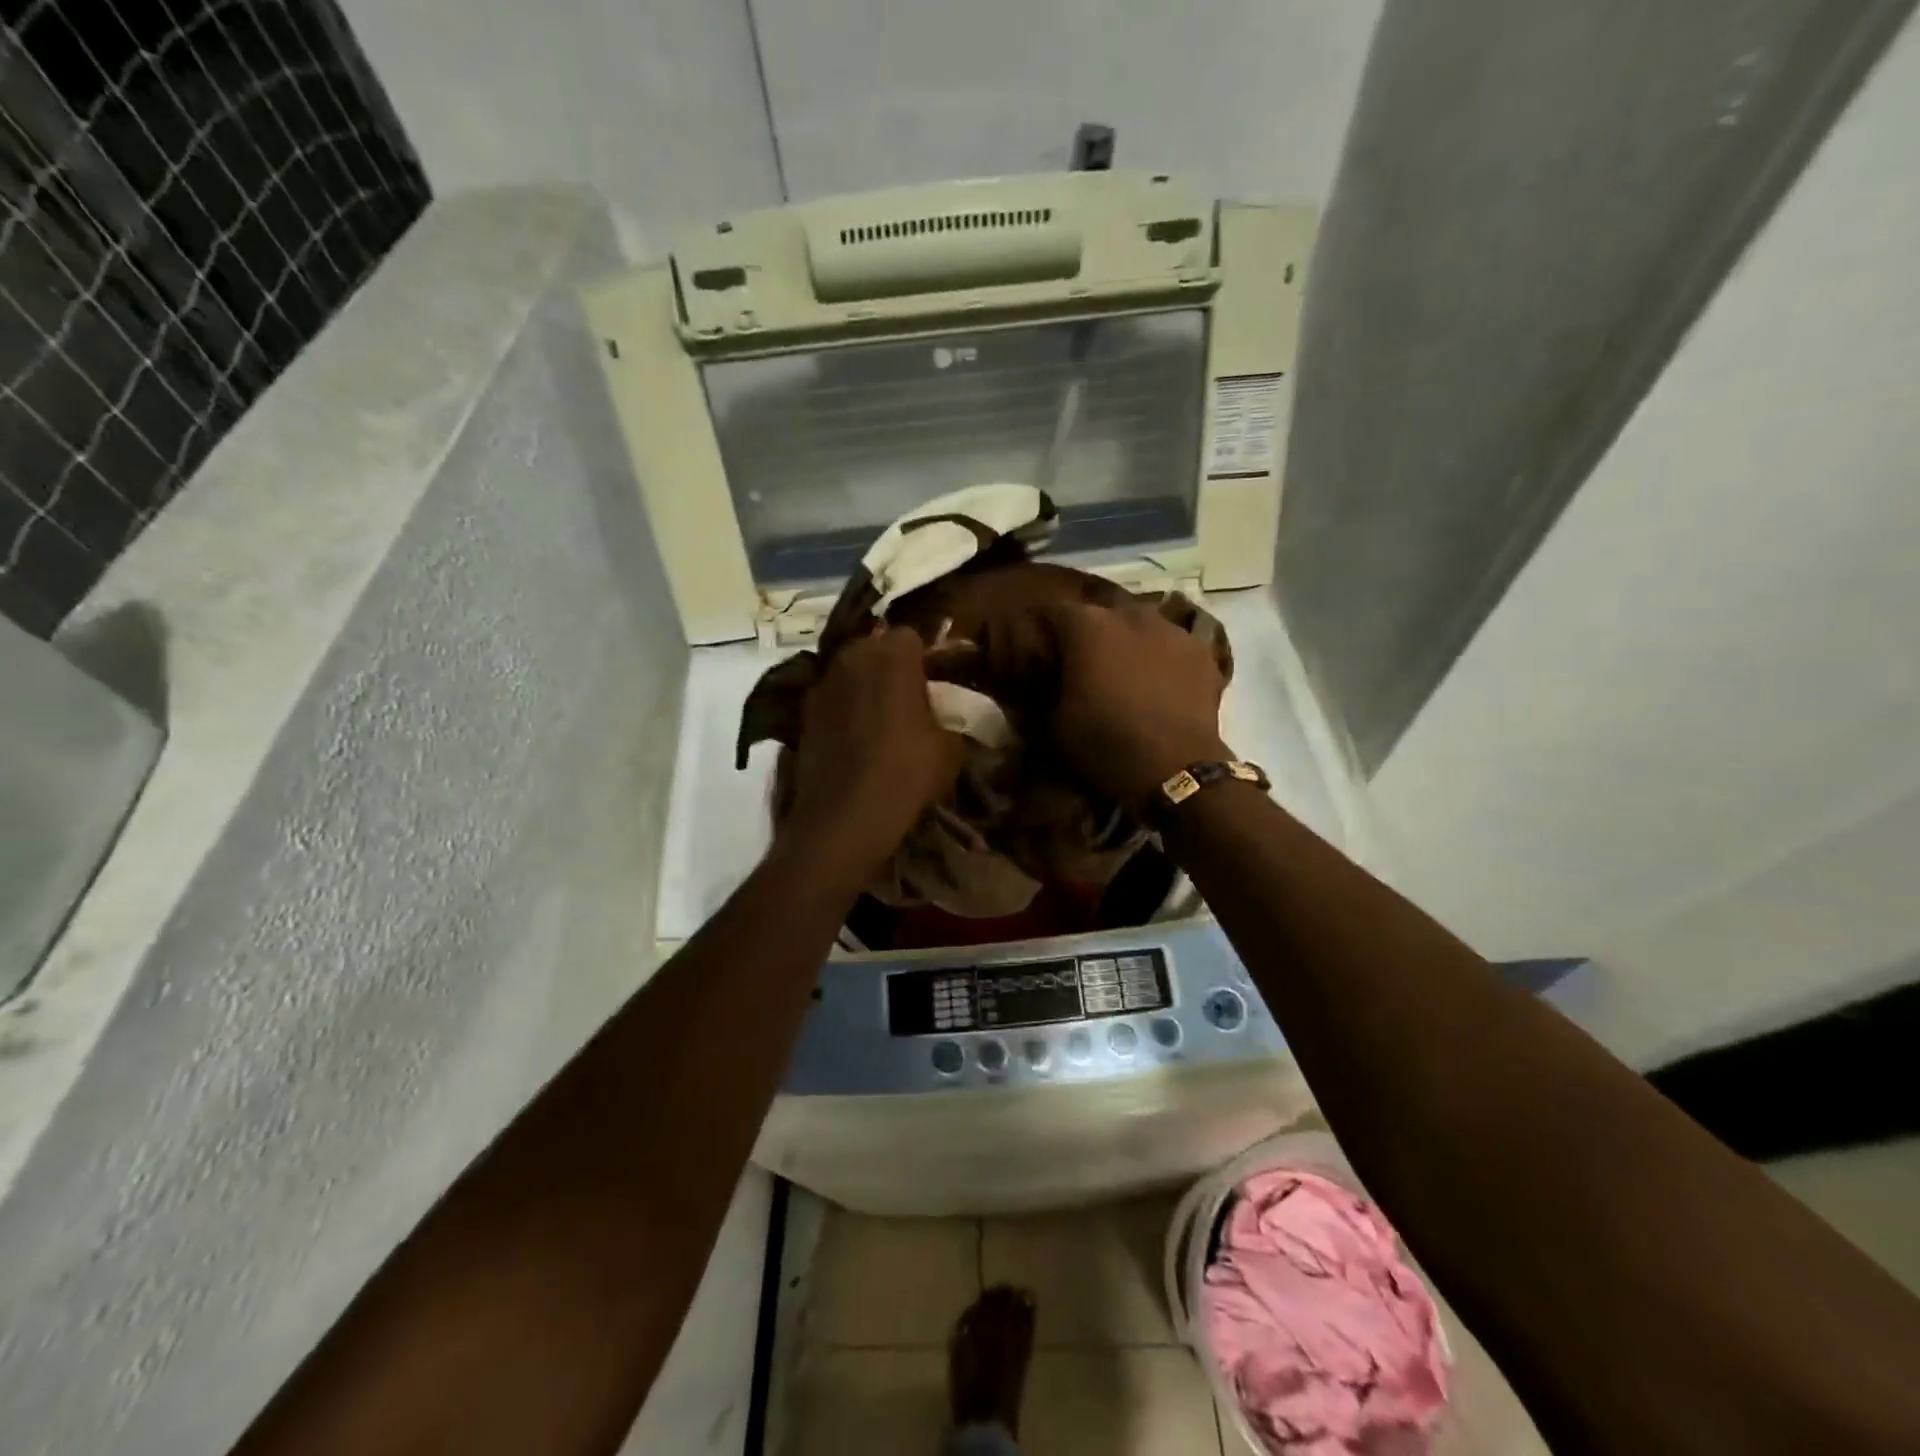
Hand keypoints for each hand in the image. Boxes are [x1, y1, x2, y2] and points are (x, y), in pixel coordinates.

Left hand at [777, 627, 965, 884]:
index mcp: (892, 655)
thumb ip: (950, 719)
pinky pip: (831, 700)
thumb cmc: (907, 773)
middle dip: (889, 666)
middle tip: (907, 698)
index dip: (923, 656)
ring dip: (863, 687)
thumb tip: (946, 718)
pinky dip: (842, 711)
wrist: (844, 817)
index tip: (932, 681)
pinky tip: (854, 740)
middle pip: (874, 647)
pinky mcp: (802, 712)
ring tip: (880, 720)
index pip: (911, 635)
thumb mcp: (950, 748)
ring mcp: (821, 683)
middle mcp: (852, 657)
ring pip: (849, 672)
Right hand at [1042, 601, 1230, 809]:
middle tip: (1087, 665)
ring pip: (1142, 626)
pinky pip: (1174, 645)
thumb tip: (1044, 677)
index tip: (1044, 656)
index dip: (1047, 634)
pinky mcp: (1202, 651)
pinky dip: (1164, 658)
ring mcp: (1171, 629)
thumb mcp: (1054, 722)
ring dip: (1130, 642)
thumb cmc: (1103, 742)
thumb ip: (1045, 688)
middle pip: (1102, 614)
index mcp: (1086, 625)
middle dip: (1092, 634)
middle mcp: (1129, 614)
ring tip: (1128, 673)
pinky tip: (1162, 683)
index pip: (1055, 613)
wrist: (1173, 768)